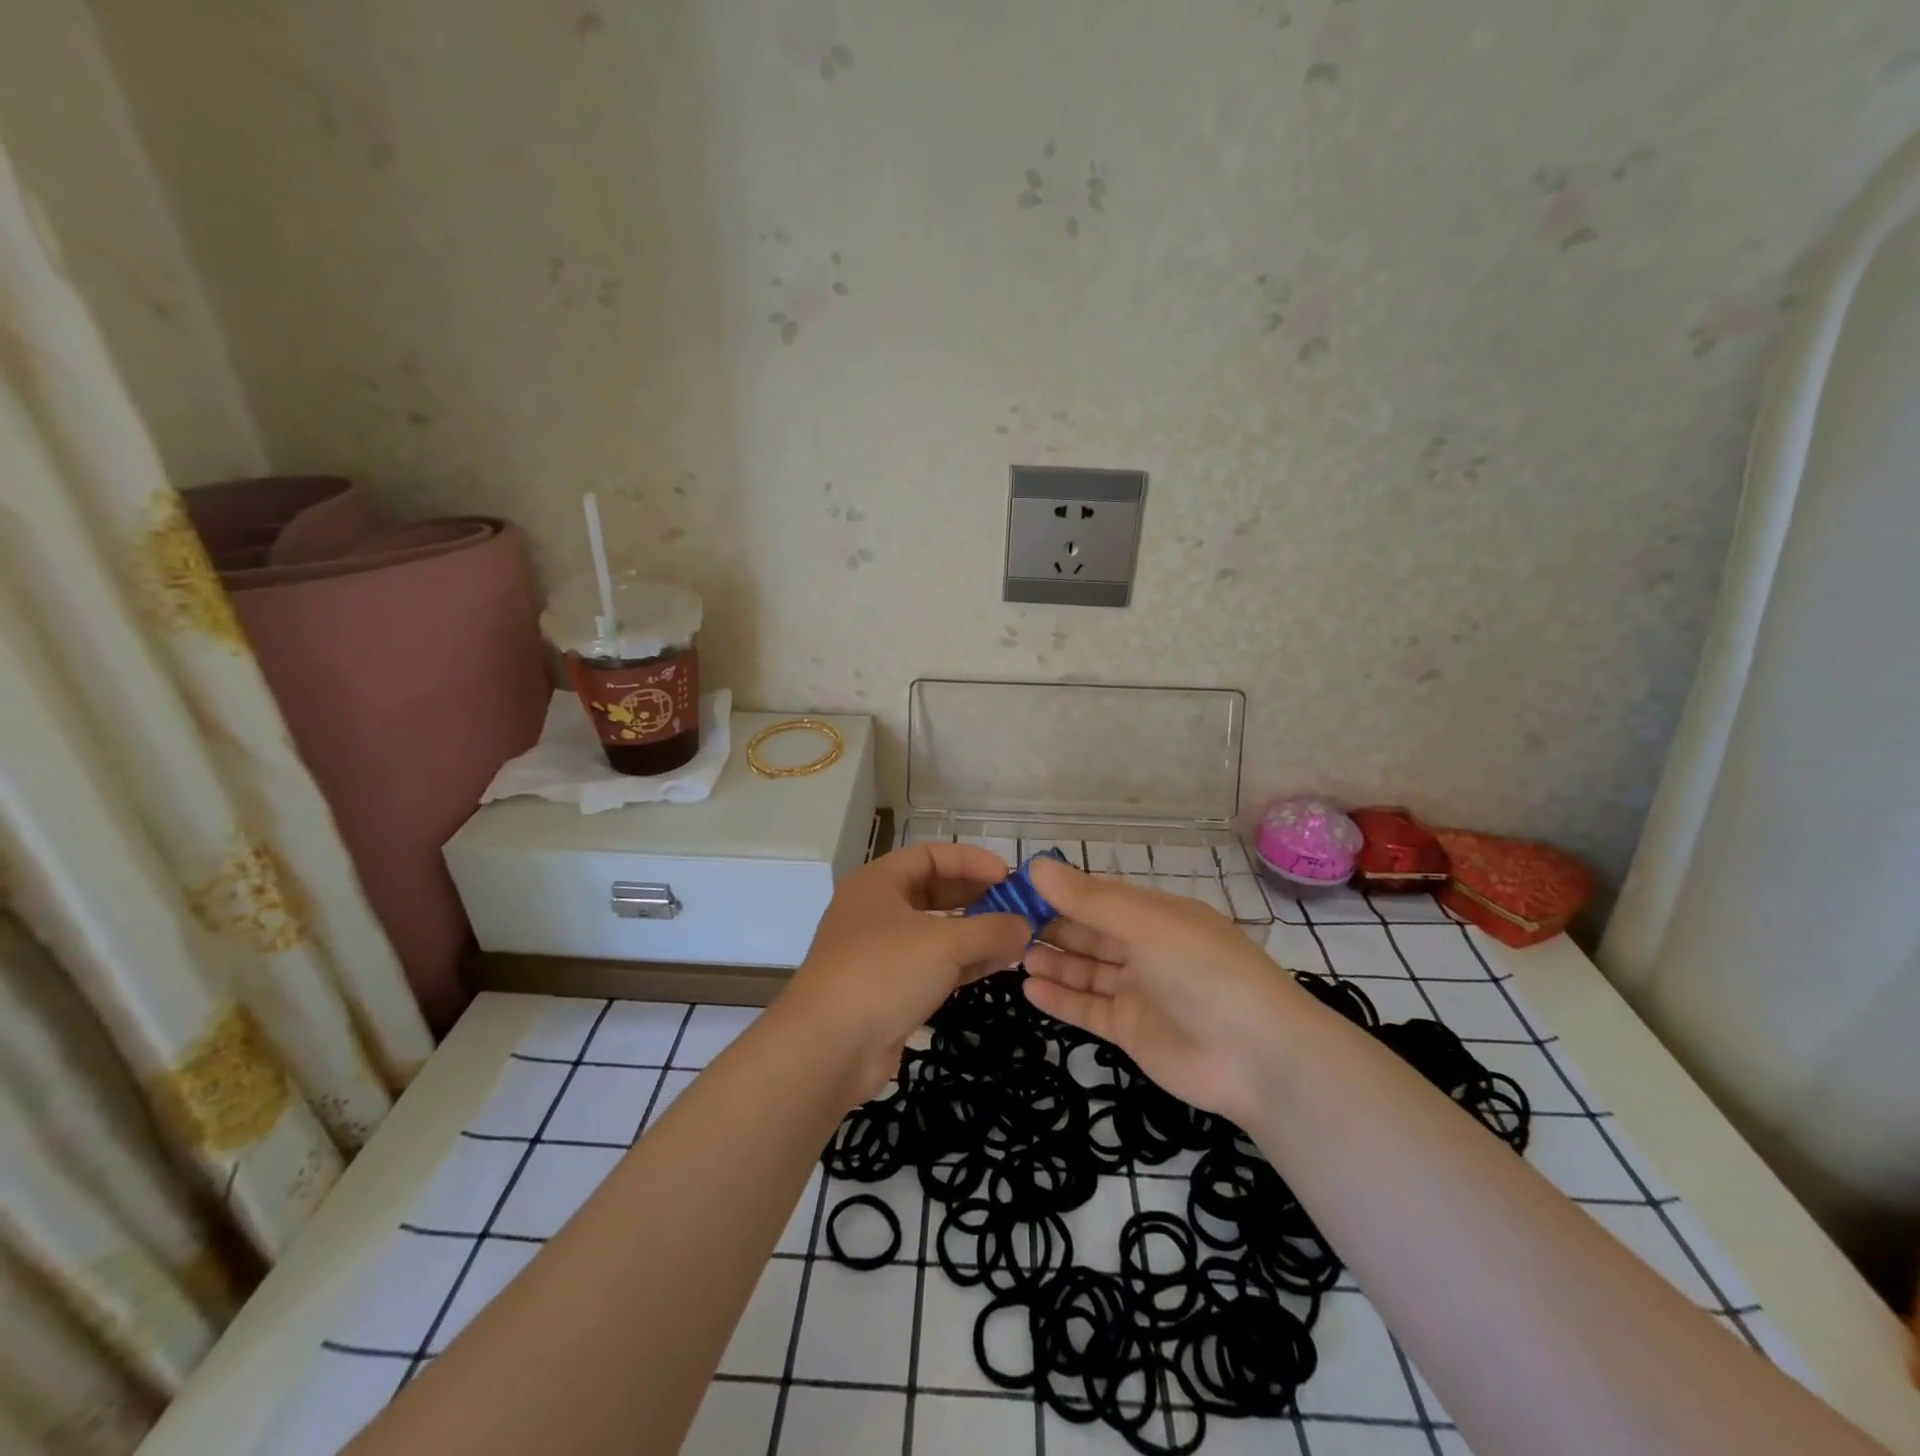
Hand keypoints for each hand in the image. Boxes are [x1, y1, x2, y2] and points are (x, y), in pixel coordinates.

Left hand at [780, 842, 1030, 1099]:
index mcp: (879, 882)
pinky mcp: (888, 989)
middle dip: (976, 897)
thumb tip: (1025, 926)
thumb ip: (991, 930)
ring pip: (935, 931)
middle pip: (934, 892)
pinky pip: (932, 965)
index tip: (1008, 876)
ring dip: (975, 933)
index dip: (971, 861)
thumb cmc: (883, 973)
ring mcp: (880, 952)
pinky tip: (996, 966)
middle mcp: (876, 910)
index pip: (931, 855)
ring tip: (1016, 938)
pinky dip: (963, 962)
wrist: (827, 1048)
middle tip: (1016, 908)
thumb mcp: (945, 943)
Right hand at [1023, 858, 1315, 1121]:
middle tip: (1005, 923)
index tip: (1018, 887)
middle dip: (1052, 926)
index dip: (1061, 891)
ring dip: (1053, 961)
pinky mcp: (1132, 1031)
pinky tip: (1029, 988)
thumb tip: (1035, 865)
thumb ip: (1089, 900)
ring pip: (1086, 970)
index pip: (1100, 896)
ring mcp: (1139, 992)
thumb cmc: (1204, 972)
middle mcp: (1147, 949)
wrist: (1258, 1057)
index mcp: (1157, 915)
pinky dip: (1061, 999)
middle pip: (1090, 933)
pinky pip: (1089, 1009)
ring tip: (1012, 954)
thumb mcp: (1146, 925)